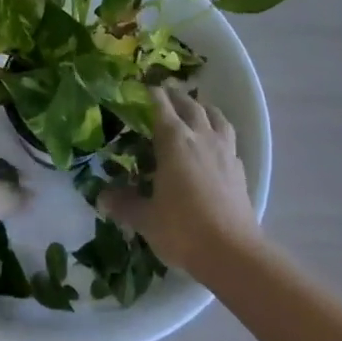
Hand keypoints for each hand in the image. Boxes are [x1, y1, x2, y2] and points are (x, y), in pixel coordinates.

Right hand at [102, 83, 259, 275]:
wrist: (232, 253)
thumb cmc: (183, 229)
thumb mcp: (146, 219)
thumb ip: (124, 204)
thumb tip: (101, 197)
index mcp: (175, 141)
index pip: (161, 107)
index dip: (152, 94)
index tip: (145, 87)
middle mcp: (201, 137)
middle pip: (190, 105)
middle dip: (177, 97)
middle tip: (166, 94)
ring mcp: (224, 151)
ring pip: (216, 116)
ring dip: (204, 108)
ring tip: (197, 110)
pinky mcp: (240, 169)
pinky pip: (229, 140)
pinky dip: (220, 134)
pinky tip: (216, 145)